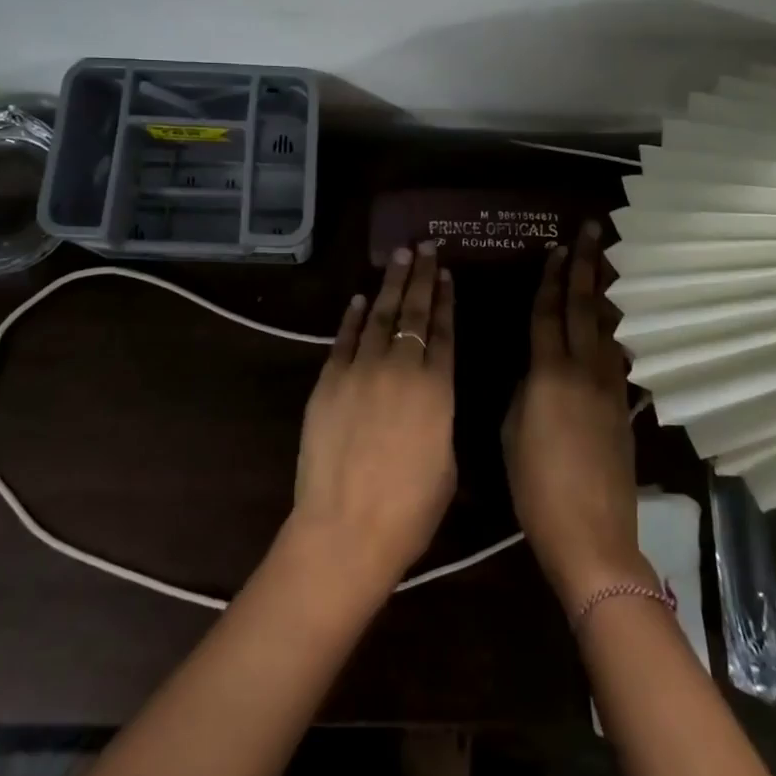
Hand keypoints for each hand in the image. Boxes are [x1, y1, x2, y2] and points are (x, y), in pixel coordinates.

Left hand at [288, 242, 456, 596]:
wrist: (347, 529)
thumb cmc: (410, 509)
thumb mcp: (446, 461)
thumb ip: (440, 415)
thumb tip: (430, 393)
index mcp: (437, 389)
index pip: (444, 330)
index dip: (445, 299)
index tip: (445, 272)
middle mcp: (401, 368)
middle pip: (413, 312)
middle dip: (420, 276)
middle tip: (424, 246)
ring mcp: (360, 370)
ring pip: (378, 315)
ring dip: (389, 284)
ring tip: (398, 256)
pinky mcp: (328, 381)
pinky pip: (343, 339)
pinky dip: (352, 316)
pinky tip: (359, 298)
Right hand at [503, 221, 648, 609]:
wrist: (591, 534)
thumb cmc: (536, 486)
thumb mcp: (511, 431)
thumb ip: (522, 390)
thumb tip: (535, 370)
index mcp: (548, 373)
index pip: (548, 313)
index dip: (550, 279)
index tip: (557, 249)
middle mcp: (583, 370)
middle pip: (584, 308)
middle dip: (586, 267)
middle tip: (591, 232)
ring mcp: (610, 388)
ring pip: (608, 327)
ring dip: (607, 291)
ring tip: (610, 261)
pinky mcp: (624, 408)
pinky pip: (619, 354)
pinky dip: (617, 328)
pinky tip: (618, 319)